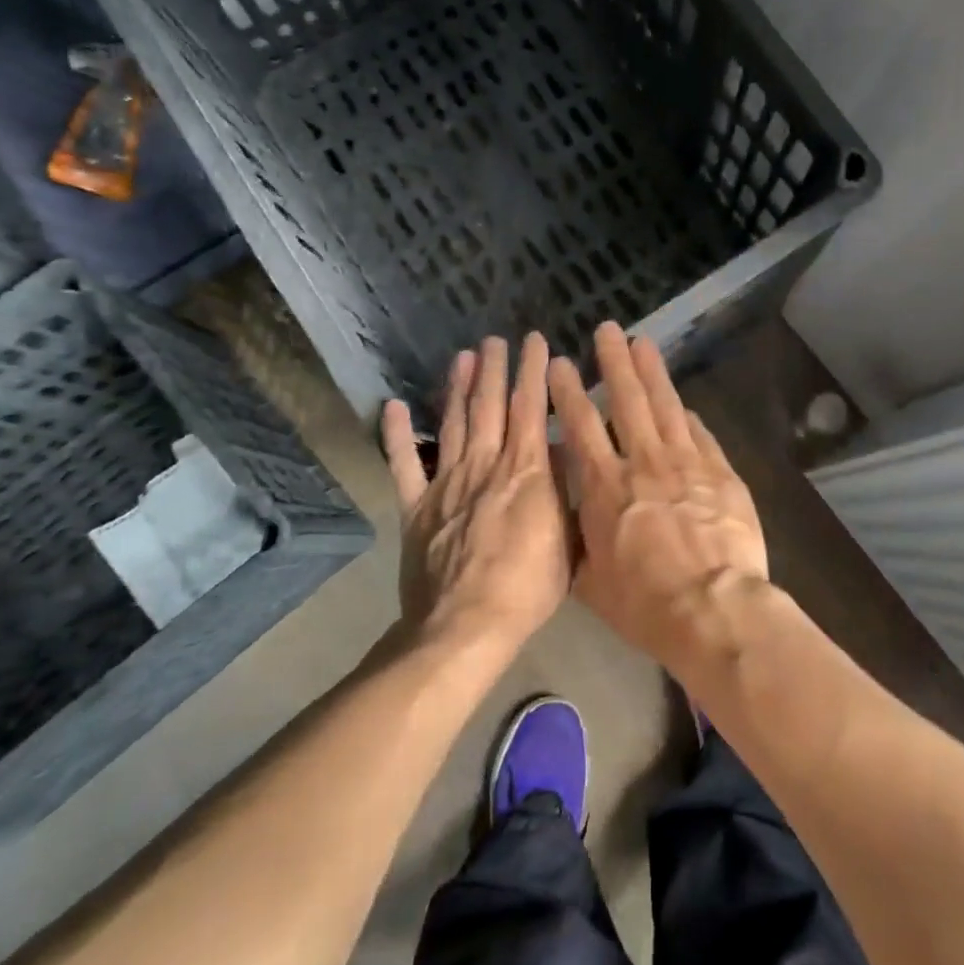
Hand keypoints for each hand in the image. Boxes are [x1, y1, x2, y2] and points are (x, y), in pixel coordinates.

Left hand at [382, 334, 571, 649]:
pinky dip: (397, 434)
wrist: (466, 625)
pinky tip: (394, 406)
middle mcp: (485, 465)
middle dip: (494, 368)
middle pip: (490, 406)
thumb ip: (563, 491)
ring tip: (462, 356)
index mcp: (525, 471)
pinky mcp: (416, 506)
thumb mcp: (568, 538)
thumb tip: (559, 453)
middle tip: (495, 339)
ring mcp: (446, 483)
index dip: (534, 371)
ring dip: (459, 387)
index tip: (536, 342)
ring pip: (455, 423)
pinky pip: (404, 464)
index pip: (530, 408)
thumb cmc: (529, 587)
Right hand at [548, 323, 768, 667]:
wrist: (713, 607)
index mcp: (606, 486)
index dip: (569, 392)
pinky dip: (690, 416)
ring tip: (642, 342)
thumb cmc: (645, 603)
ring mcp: (687, 463)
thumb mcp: (592, 580)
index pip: (582, 426)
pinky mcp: (720, 472)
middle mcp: (643, 463)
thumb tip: (571, 512)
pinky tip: (685, 403)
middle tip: (607, 329)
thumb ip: (579, 538)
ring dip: (652, 372)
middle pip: (627, 401)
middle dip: (614, 362)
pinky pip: (701, 434)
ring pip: (666, 406)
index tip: (561, 363)